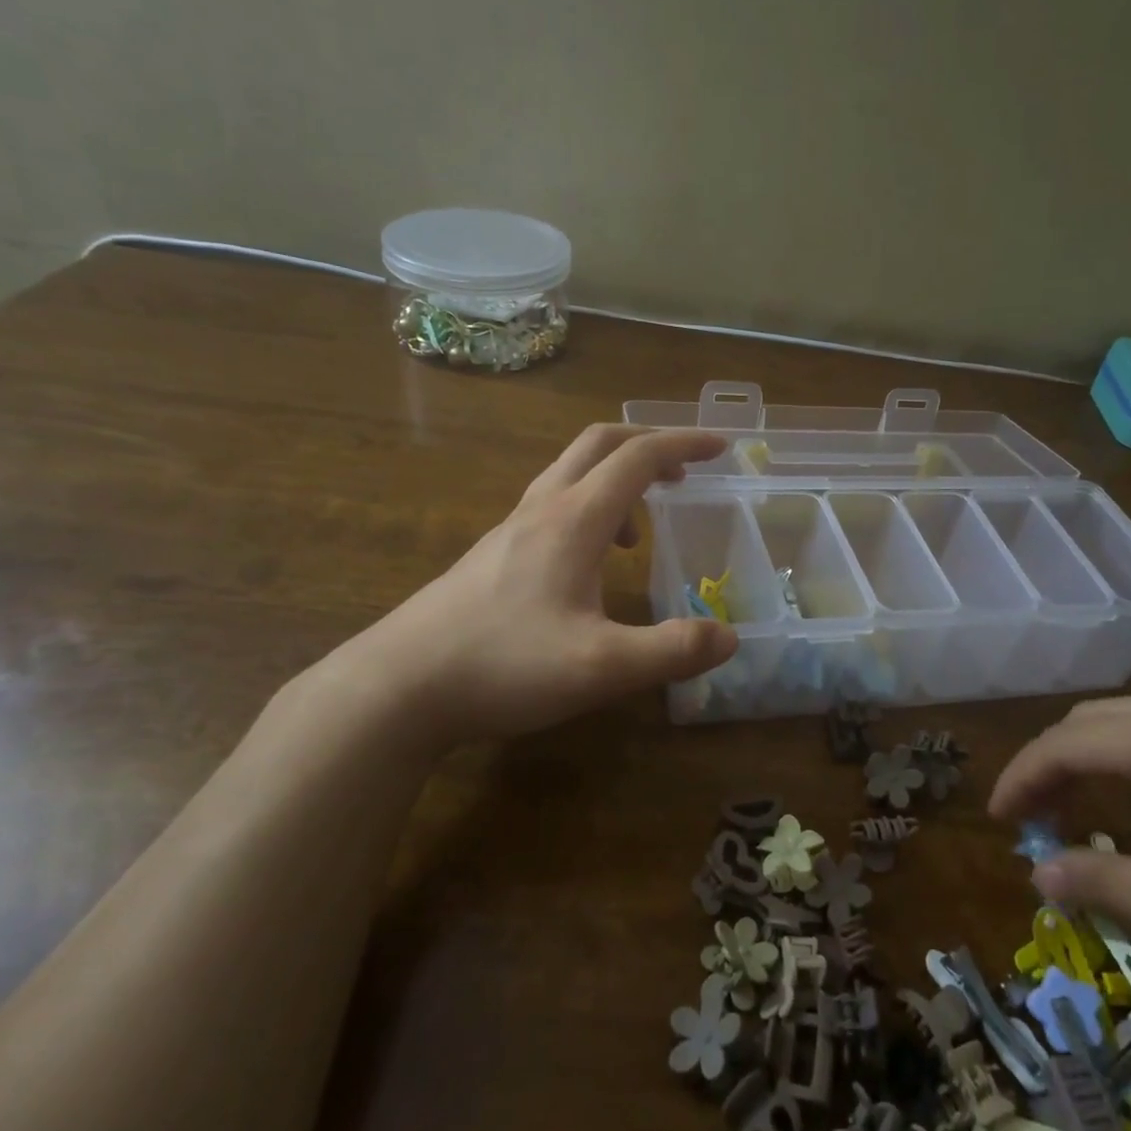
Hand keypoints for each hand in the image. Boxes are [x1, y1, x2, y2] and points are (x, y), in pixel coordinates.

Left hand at [327, 425, 737, 741]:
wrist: (400, 685)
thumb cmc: (504, 665)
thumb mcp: (601, 667)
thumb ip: (672, 651)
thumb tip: (730, 637)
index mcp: (574, 519)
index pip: (638, 458)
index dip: (684, 445)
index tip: (722, 448)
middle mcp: (542, 509)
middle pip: (599, 444)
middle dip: (649, 445)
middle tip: (684, 472)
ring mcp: (511, 528)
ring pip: (571, 473)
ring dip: (616, 479)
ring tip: (641, 528)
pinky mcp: (493, 553)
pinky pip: (552, 505)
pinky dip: (589, 509)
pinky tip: (590, 563)